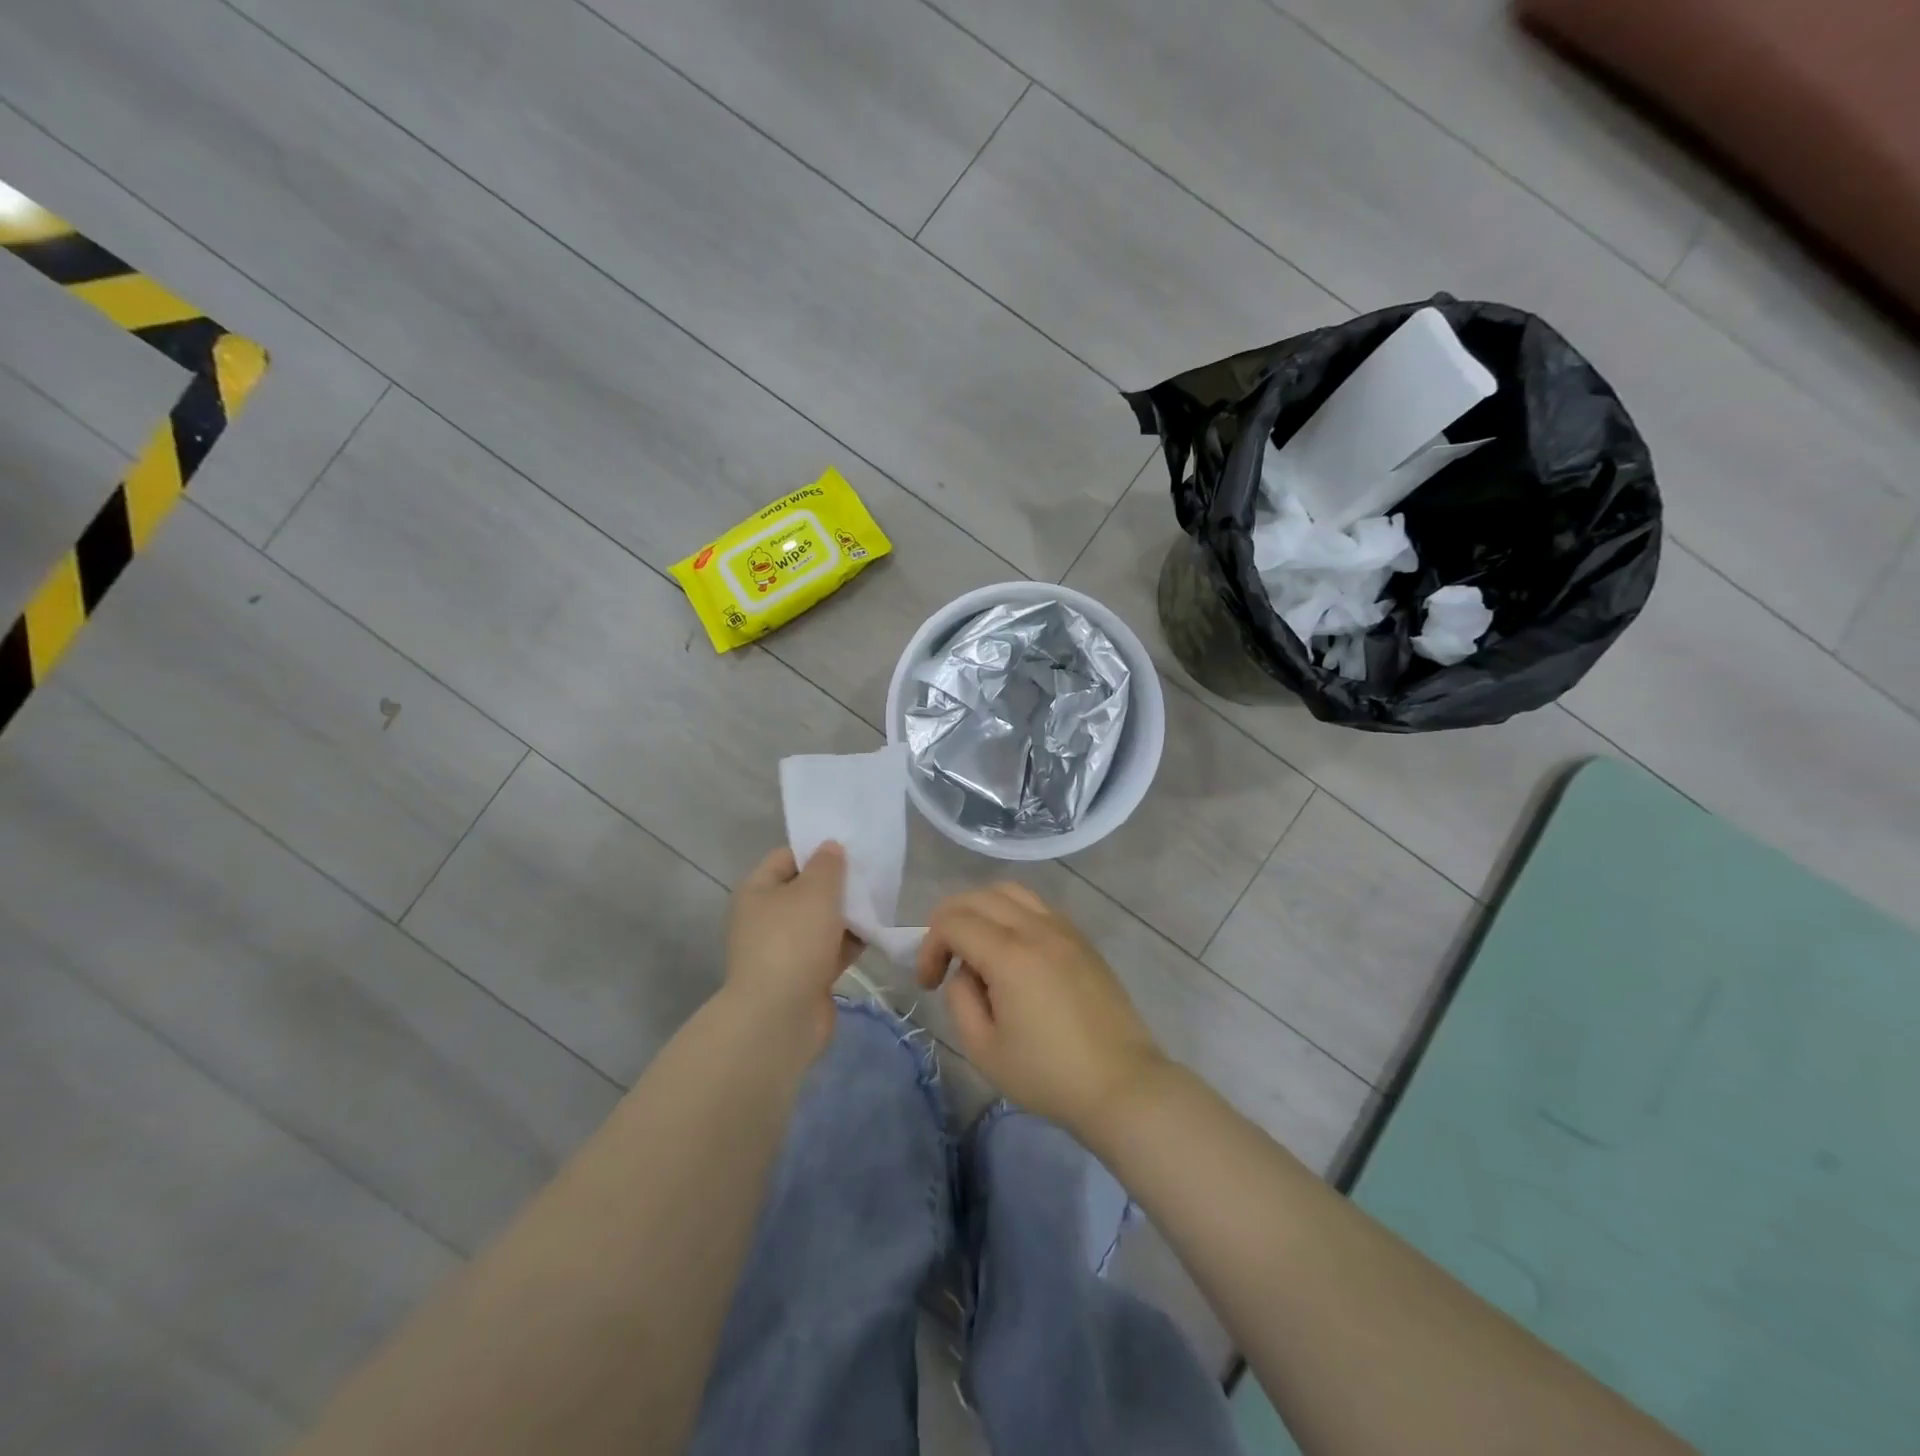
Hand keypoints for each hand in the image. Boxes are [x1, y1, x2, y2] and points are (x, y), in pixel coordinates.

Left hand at [725, 843, 861, 1057]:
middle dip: (838, 884)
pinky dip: (848, 942)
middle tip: (871, 876)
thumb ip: (828, 865)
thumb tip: (830, 847)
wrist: (779, 1017)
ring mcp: (783, 949)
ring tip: (879, 903)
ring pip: (820, 922)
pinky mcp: (802, 976)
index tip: (851, 849)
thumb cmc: (793, 941)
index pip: (788, 857)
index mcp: (758, 890)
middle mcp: (765, 917)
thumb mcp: (816, 891)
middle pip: (806, 890)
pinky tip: (874, 934)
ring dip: (847, 915)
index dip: (817, 850)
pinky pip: (829, 949)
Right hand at [915, 883, 1168, 1136]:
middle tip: (942, 959)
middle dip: (949, 920)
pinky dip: (1011, 914)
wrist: (1121, 1084)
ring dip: (981, 909)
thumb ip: (960, 999)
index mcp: (1009, 954)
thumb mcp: (984, 1049)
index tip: (929, 984)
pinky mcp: (1082, 940)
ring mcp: (1064, 929)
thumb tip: (965, 971)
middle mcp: (1036, 928)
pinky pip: (1037, 907)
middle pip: (979, 896)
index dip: (929, 946)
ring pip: (1011, 892)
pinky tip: (1011, 951)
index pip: (953, 923)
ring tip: (974, 946)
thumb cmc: (1048, 1074)